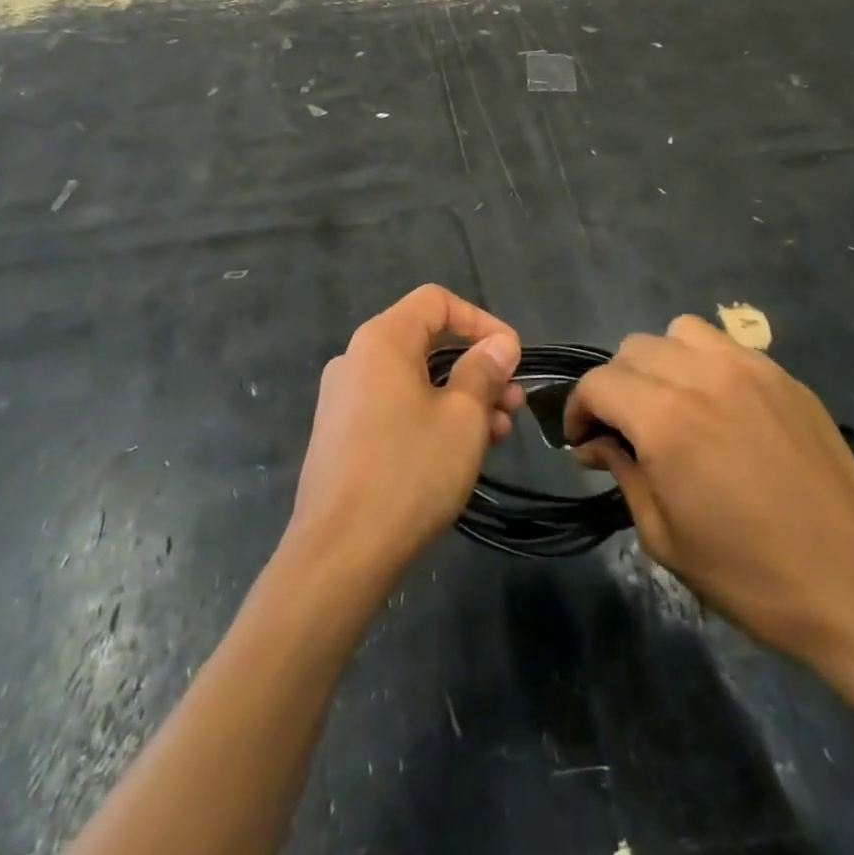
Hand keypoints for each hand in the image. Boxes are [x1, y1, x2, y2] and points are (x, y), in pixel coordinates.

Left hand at [286, 285, 524, 583]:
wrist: (339, 552)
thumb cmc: (409, 471)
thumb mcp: (463, 418)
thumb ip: (483, 371)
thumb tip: (500, 344)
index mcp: (382, 340)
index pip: (436, 301)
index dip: (481, 320)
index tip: (512, 356)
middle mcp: (357, 358)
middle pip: (426, 342)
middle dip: (476, 366)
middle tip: (514, 401)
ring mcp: (345, 398)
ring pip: (414, 379)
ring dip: (460, 396)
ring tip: (500, 431)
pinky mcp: (343, 434)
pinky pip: (395, 407)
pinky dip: (432, 416)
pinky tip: (462, 450)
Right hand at [566, 316, 853, 665]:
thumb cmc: (749, 576)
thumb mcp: (664, 536)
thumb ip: (623, 473)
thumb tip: (598, 442)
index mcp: (665, 419)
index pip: (599, 383)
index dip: (579, 409)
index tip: (583, 441)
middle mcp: (702, 376)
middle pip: (634, 349)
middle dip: (616, 386)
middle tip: (625, 429)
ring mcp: (749, 369)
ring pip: (679, 332)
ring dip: (661, 362)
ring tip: (672, 403)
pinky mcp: (784, 376)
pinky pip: (726, 346)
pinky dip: (705, 364)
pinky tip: (720, 407)